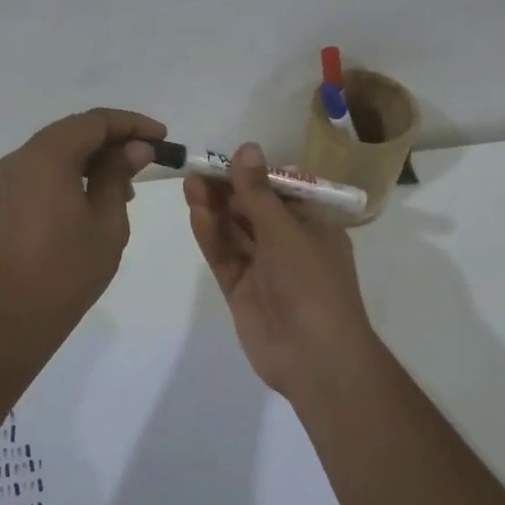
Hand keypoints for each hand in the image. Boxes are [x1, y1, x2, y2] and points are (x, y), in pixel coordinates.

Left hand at [0, 108, 165, 338]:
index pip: (95, 121)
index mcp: (47, 156)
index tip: (162, 137)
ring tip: (129, 183)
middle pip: (75, 130)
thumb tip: (136, 148)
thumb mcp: (107, 219)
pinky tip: (101, 195)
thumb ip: (119, 175)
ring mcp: (13, 177)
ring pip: (61, 149)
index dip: (132, 124)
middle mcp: (24, 157)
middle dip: (115, 138)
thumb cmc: (68, 268)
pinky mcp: (11, 196)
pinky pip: (48, 169)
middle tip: (150, 156)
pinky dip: (76, 171)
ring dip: (96, 156)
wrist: (15, 312)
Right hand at [184, 142, 379, 398]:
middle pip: (253, 211)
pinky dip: (212, 236)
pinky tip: (196, 213)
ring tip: (189, 183)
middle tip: (198, 169)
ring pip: (235, 232)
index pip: (281, 193)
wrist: (315, 356)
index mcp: (314, 227)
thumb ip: (259, 192)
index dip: (253, 176)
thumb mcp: (286, 230)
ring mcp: (264, 269)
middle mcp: (289, 245)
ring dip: (215, 209)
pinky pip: (225, 257)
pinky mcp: (241, 291)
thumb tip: (246, 148)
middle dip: (228, 190)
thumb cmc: (312, 283)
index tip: (226, 159)